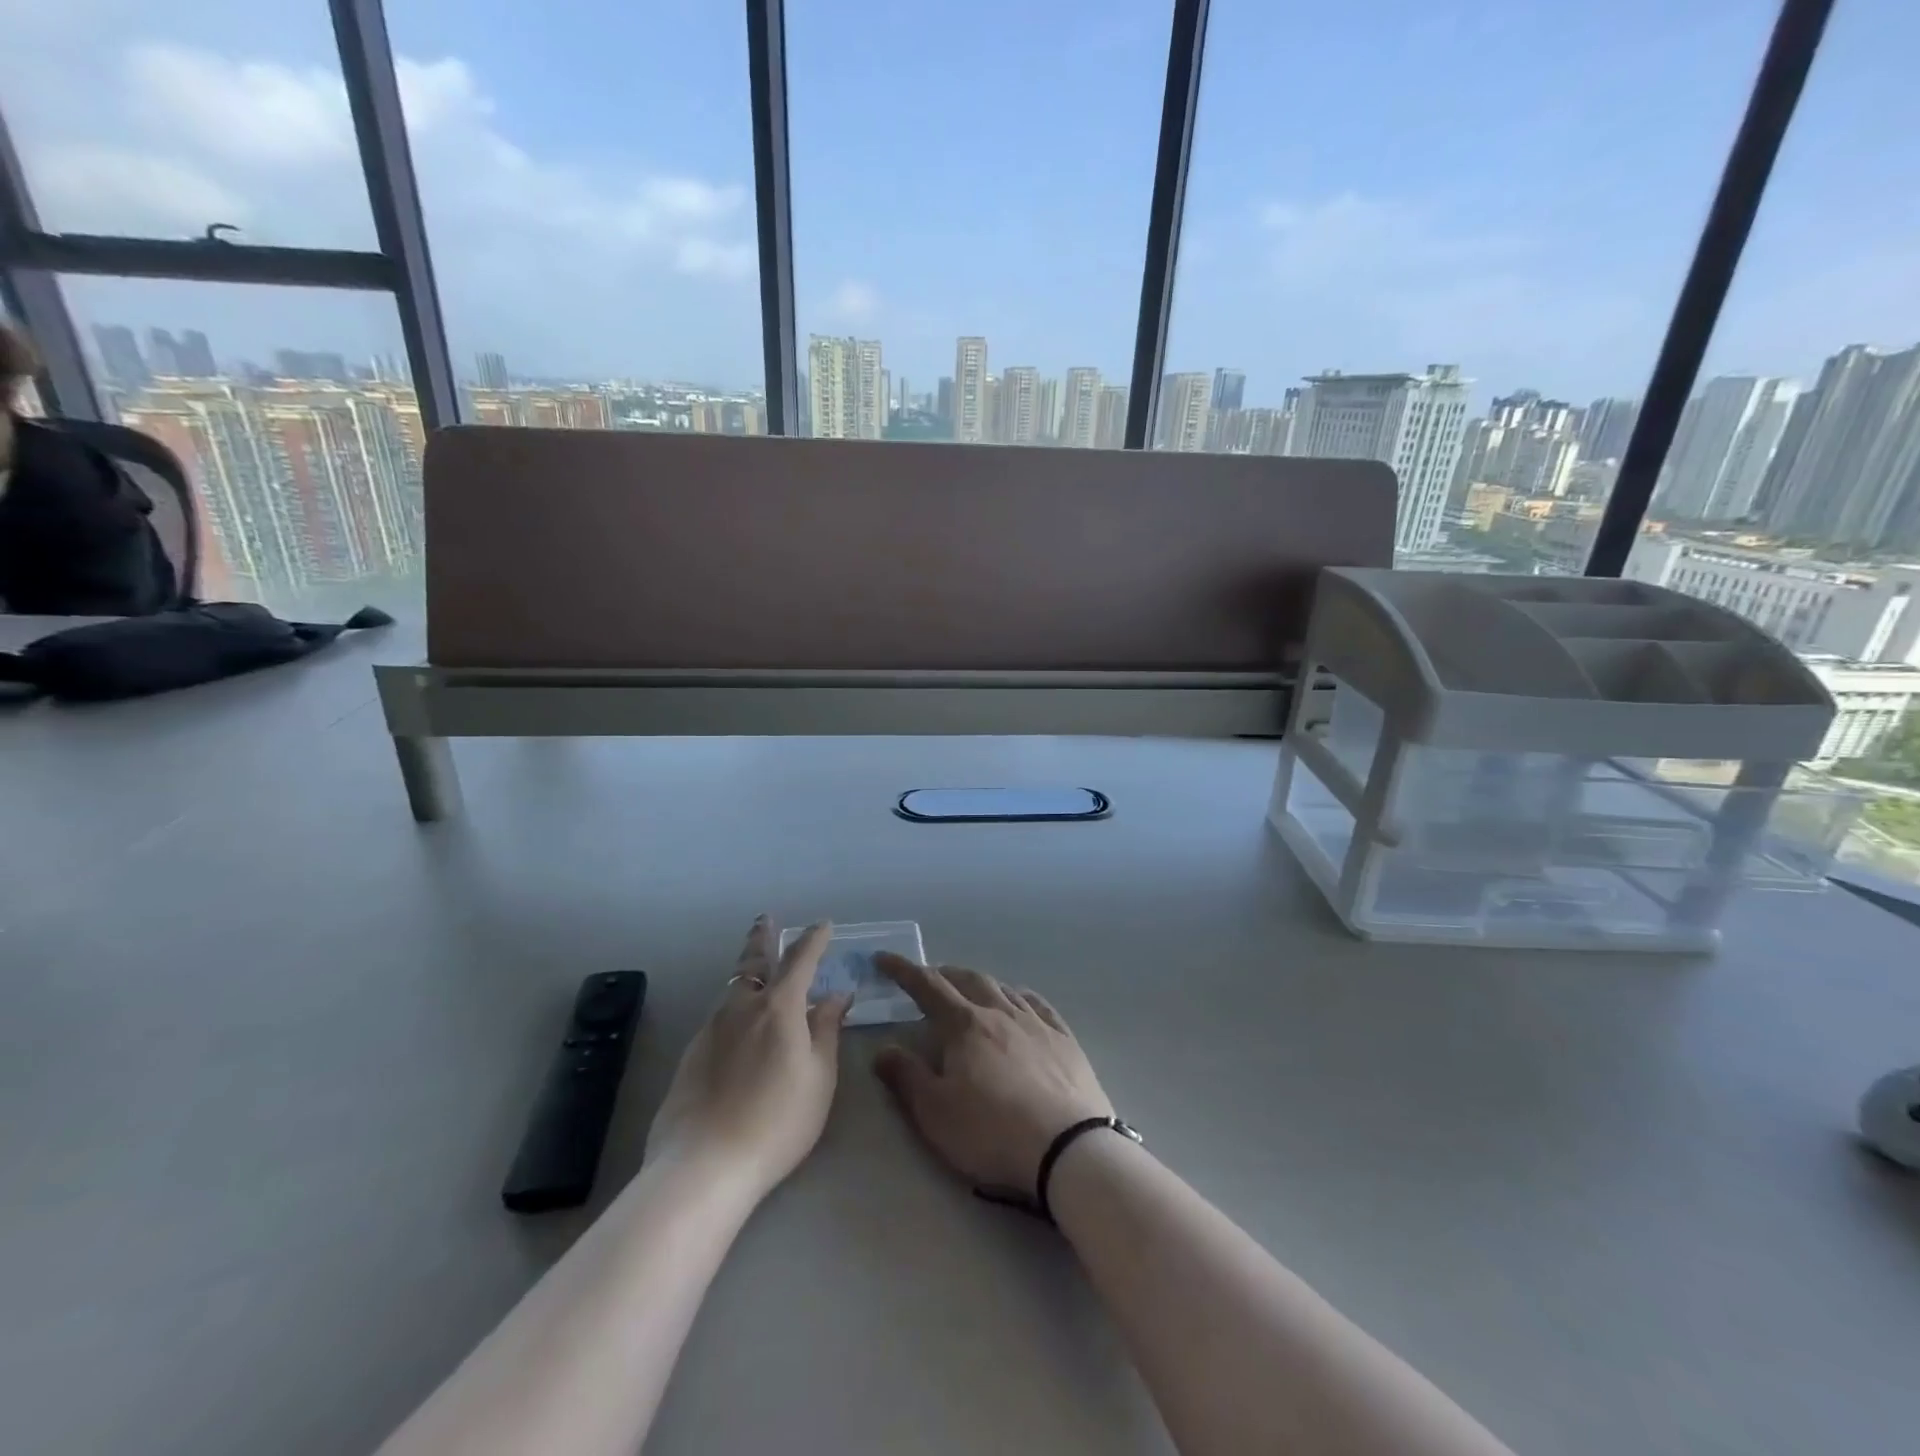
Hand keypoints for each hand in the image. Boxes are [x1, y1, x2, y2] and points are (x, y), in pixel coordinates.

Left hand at [646, 918, 851, 1200]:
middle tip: (765, 919)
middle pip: (753, 961)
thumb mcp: (819, 1078)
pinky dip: (734, 1008)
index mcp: (779, 1007)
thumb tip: (836, 995)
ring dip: (747, 973)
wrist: (703, 1165)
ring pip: (733, 989)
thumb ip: (826, 1030)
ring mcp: (711, 1028)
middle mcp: (742, 1007)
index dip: (813, 939)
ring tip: (756, 971)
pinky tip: (738, 1028)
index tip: (823, 925)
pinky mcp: (691, 1054)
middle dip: (762, 937)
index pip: (800, 960)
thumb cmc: (777, 1121)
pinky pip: (719, 1017)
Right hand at [872, 956, 1113, 1198]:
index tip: (883, 958)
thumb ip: (906, 1077)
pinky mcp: (1064, 1039)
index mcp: (965, 1025)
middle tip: (928, 979)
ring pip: (1002, 988)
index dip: (903, 970)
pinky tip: (1019, 1002)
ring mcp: (1035, 1023)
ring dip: (979, 983)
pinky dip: (1019, 996)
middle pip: (967, 980)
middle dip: (943, 974)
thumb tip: (884, 1049)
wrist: (1068, 1148)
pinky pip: (1038, 1004)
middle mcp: (999, 1012)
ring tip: (969, 989)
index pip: (927, 986)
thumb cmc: (992, 1132)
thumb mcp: (935, 1113)